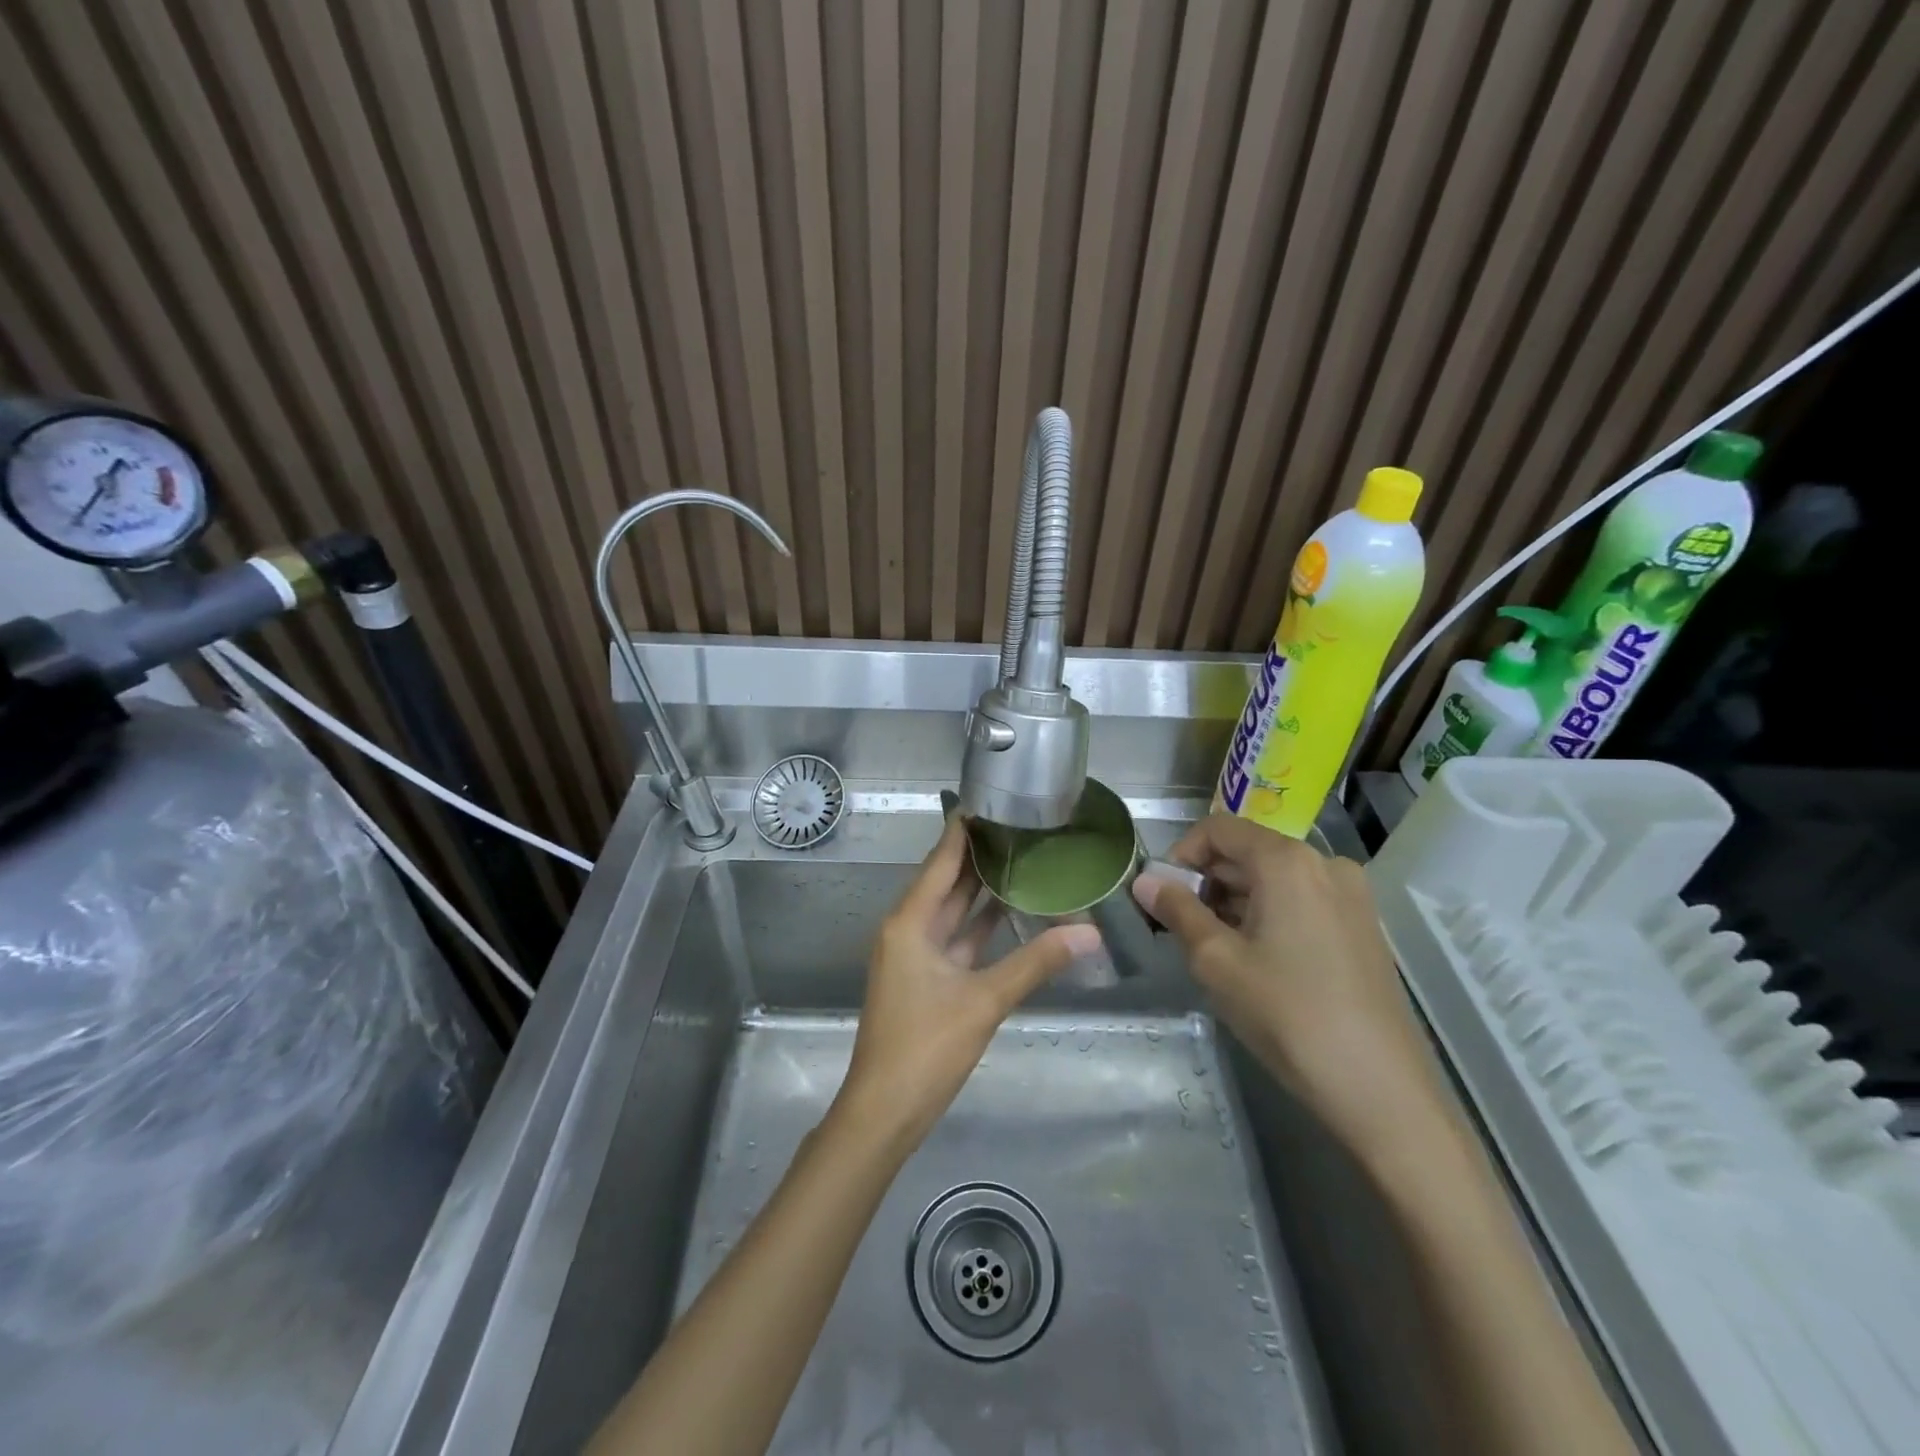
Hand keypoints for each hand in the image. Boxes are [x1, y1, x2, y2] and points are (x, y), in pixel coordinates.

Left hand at [833, 816, 1098, 1152]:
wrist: (885, 1111)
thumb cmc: (926, 1047)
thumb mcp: (984, 1001)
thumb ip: (1036, 962)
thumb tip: (1089, 932)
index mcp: (910, 921)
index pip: (940, 860)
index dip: (964, 829)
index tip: (993, 799)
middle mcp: (908, 929)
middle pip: (946, 881)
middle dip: (978, 855)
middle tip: (1019, 825)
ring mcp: (915, 955)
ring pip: (952, 911)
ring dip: (980, 889)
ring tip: (1021, 857)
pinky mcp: (925, 979)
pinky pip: (956, 939)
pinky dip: (979, 925)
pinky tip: (1009, 912)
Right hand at [1132, 813, 1447, 1163]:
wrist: (1380, 1088)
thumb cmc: (1287, 1014)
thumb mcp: (1216, 960)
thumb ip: (1176, 911)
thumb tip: (1143, 881)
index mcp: (1287, 861)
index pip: (1218, 829)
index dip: (1180, 854)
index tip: (1162, 895)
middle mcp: (1324, 864)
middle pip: (1248, 851)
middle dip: (1206, 882)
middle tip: (1179, 927)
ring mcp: (1351, 895)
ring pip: (1274, 879)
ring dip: (1235, 901)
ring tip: (1213, 948)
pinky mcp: (1362, 926)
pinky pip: (1301, 901)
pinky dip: (1268, 915)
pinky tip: (1255, 959)